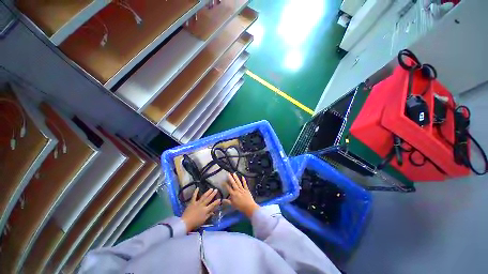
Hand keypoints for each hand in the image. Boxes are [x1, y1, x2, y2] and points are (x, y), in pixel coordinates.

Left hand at [181, 188, 220, 231]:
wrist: (185, 223)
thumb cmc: (195, 223)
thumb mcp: (203, 220)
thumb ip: (209, 215)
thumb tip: (213, 212)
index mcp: (205, 210)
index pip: (212, 205)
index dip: (216, 202)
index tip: (220, 199)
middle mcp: (202, 205)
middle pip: (209, 199)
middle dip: (213, 194)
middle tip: (216, 190)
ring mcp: (197, 203)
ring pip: (203, 196)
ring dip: (207, 192)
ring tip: (211, 188)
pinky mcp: (192, 202)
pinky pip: (194, 196)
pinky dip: (195, 192)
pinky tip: (197, 188)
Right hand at [224, 173, 259, 217]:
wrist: (249, 207)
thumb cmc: (240, 207)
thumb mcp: (232, 205)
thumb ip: (227, 202)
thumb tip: (222, 200)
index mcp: (233, 194)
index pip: (228, 188)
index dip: (225, 185)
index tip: (223, 181)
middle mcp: (237, 190)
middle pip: (233, 183)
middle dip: (230, 178)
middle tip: (228, 174)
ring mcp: (242, 189)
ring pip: (238, 182)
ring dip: (236, 178)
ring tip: (234, 173)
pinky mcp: (247, 189)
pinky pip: (245, 184)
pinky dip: (244, 180)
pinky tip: (243, 177)